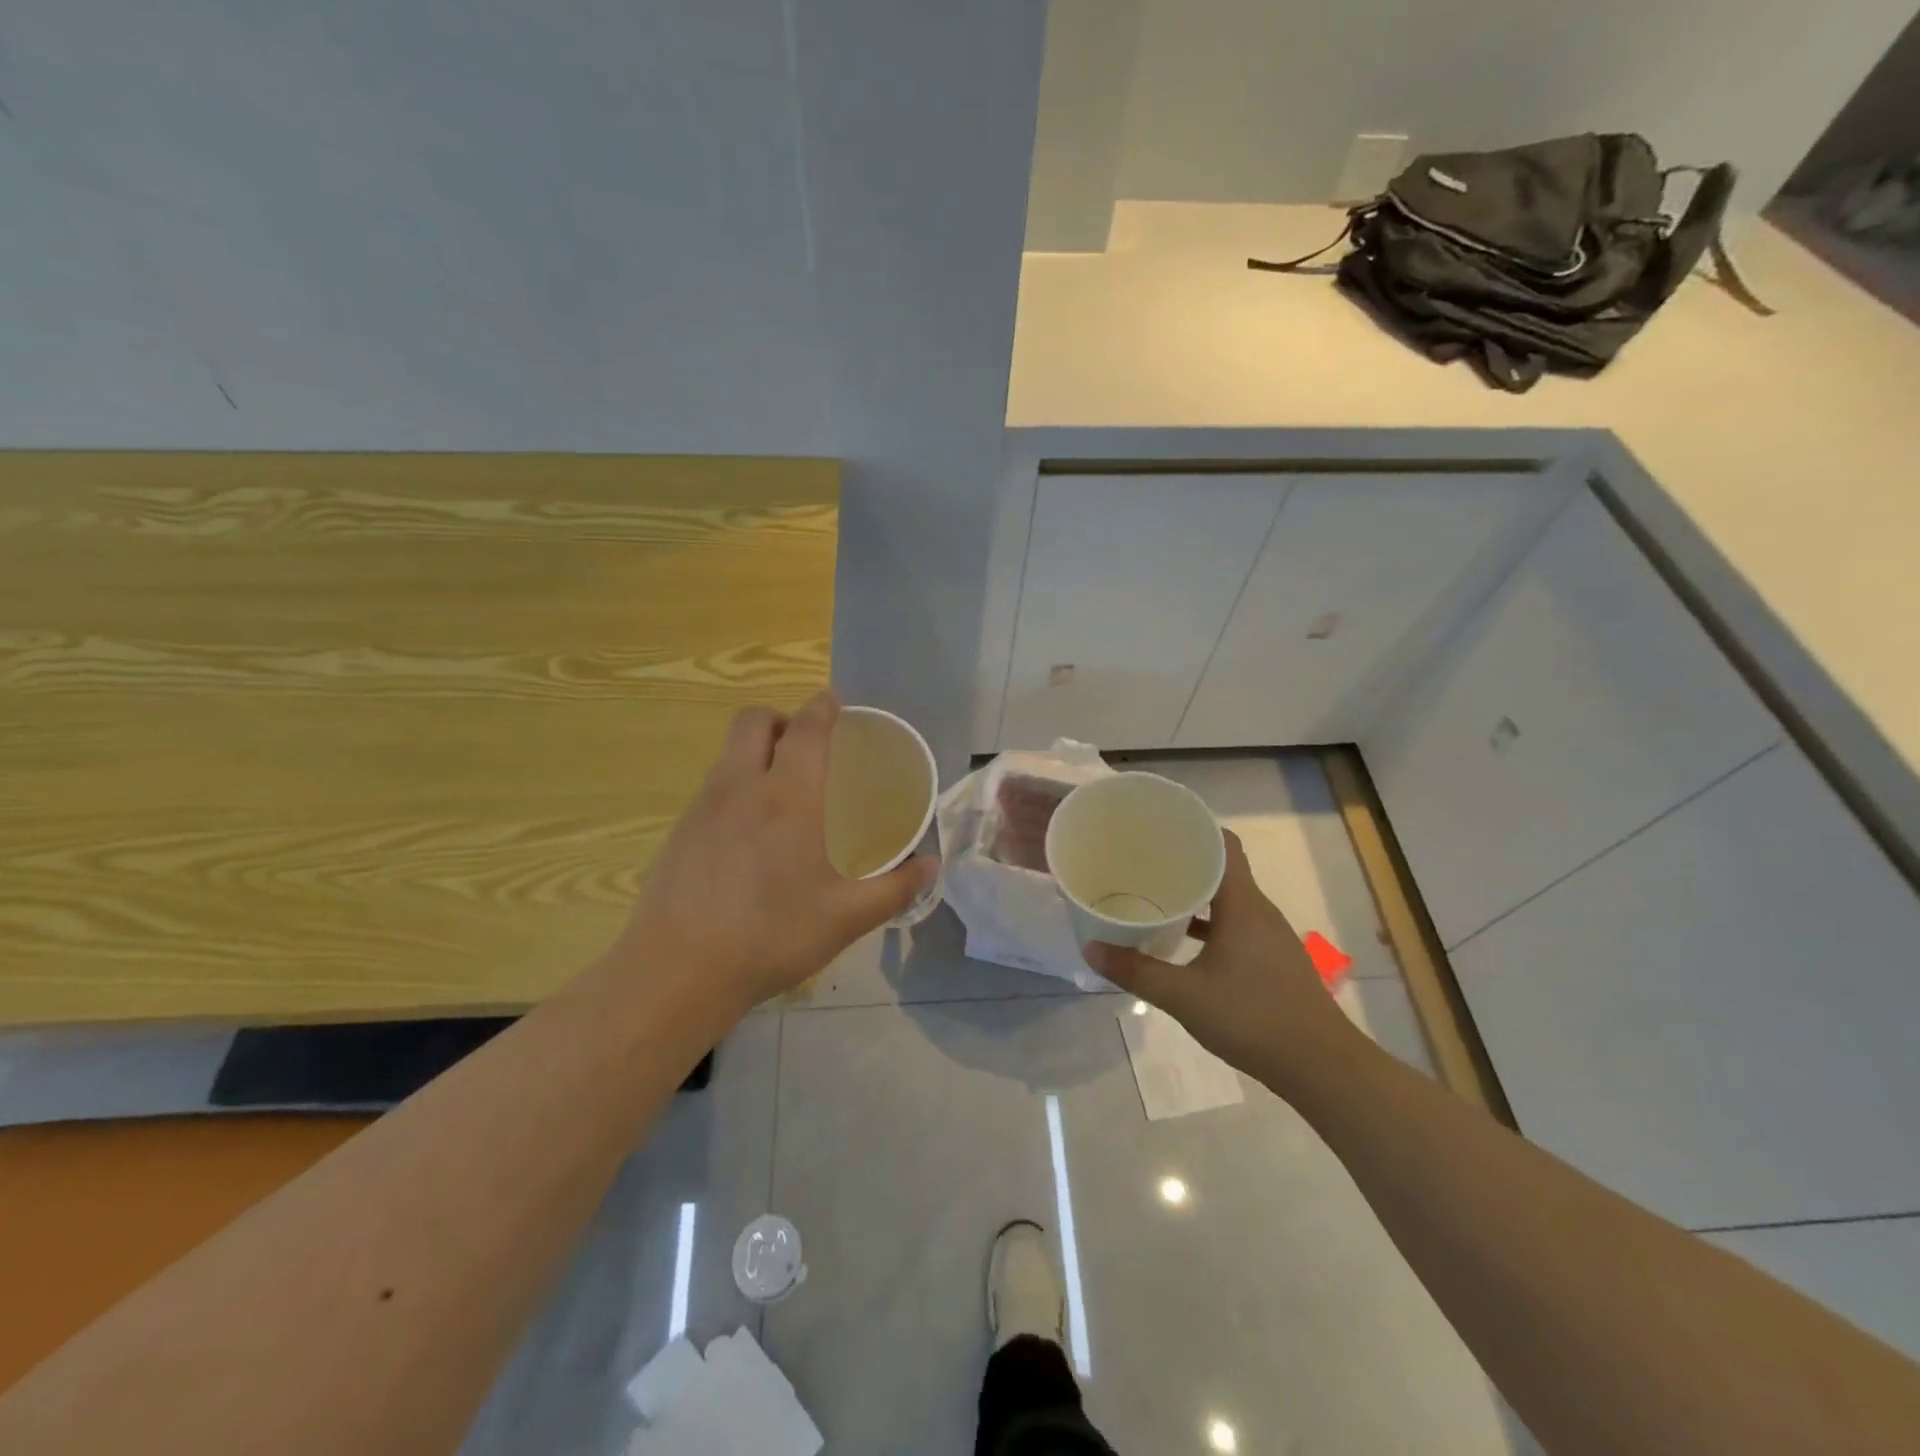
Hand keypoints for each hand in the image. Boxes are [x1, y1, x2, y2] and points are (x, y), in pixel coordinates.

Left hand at [613, 693, 935, 1018]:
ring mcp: (702, 807)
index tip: (835, 705)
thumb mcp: (846, 918)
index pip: (806, 728)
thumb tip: (930, 867)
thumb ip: (895, 889)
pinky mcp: (678, 831)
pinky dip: (735, 787)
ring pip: (729, 752)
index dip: (822, 708)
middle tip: (806, 749)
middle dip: (782, 719)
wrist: (676, 972)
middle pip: (754, 720)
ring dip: (755, 752)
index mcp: (788, 796)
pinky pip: (712, 787)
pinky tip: (748, 836)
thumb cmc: (771, 936)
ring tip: (781, 793)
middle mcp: (741, 786)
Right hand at [1083, 832, 1359, 1086]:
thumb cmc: (1253, 1019)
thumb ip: (1136, 971)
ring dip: (1196, 893)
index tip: (1159, 825)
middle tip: (1142, 859)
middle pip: (1223, 868)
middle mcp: (1259, 911)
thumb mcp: (1184, 996)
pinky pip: (1235, 924)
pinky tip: (1182, 939)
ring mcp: (1269, 936)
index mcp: (1243, 904)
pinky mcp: (1272, 959)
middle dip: (1184, 859)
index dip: (1195, 827)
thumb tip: (1090, 948)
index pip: (1223, 844)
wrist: (1322, 1067)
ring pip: (1228, 899)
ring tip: (1155, 893)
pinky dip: (1209, 923)